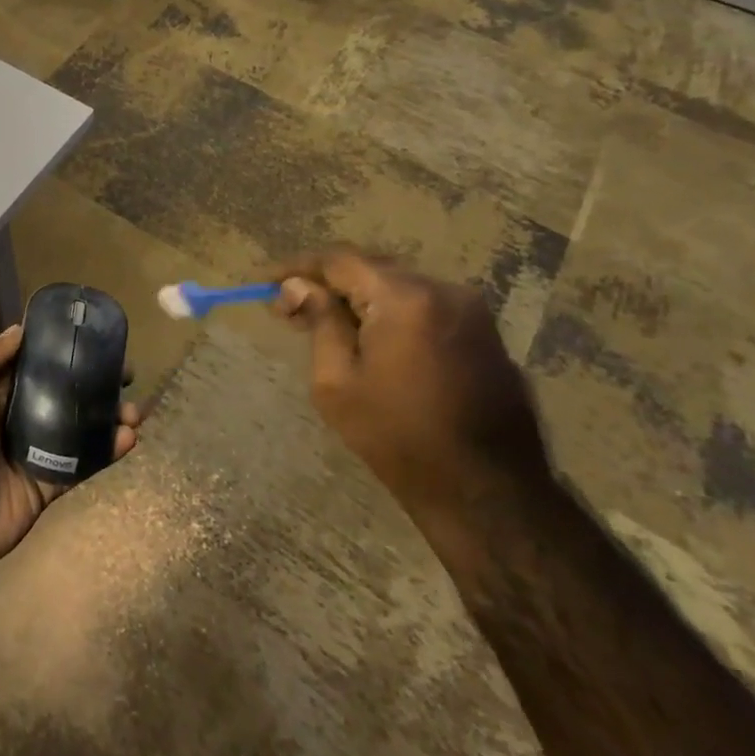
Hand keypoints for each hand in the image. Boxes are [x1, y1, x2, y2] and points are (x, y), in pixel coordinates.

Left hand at [0, 325, 141, 580]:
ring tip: (134, 409)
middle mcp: (14, 416)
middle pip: (61, 392)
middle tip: (126, 372)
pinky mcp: (48, 482)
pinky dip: (106, 450)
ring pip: (77, 426)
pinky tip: (129, 437)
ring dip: (107, 415)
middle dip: (92, 381)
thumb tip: (20, 331)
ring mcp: (34, 451)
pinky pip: (81, 462)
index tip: (91, 336)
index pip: (30, 363)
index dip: (59, 349)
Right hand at [272, 249, 550, 529]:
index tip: (265, 282)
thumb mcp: (337, 383)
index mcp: (405, 298)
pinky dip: (390, 312)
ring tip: (325, 323)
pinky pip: (424, 307)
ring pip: (398, 286)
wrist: (489, 495)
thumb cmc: (399, 438)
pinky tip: (370, 338)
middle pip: (370, 268)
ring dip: (359, 297)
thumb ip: (319, 322)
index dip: (298, 267)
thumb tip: (297, 286)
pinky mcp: (485, 335)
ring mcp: (471, 311)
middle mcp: (443, 290)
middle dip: (327, 282)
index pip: (339, 261)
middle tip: (289, 308)